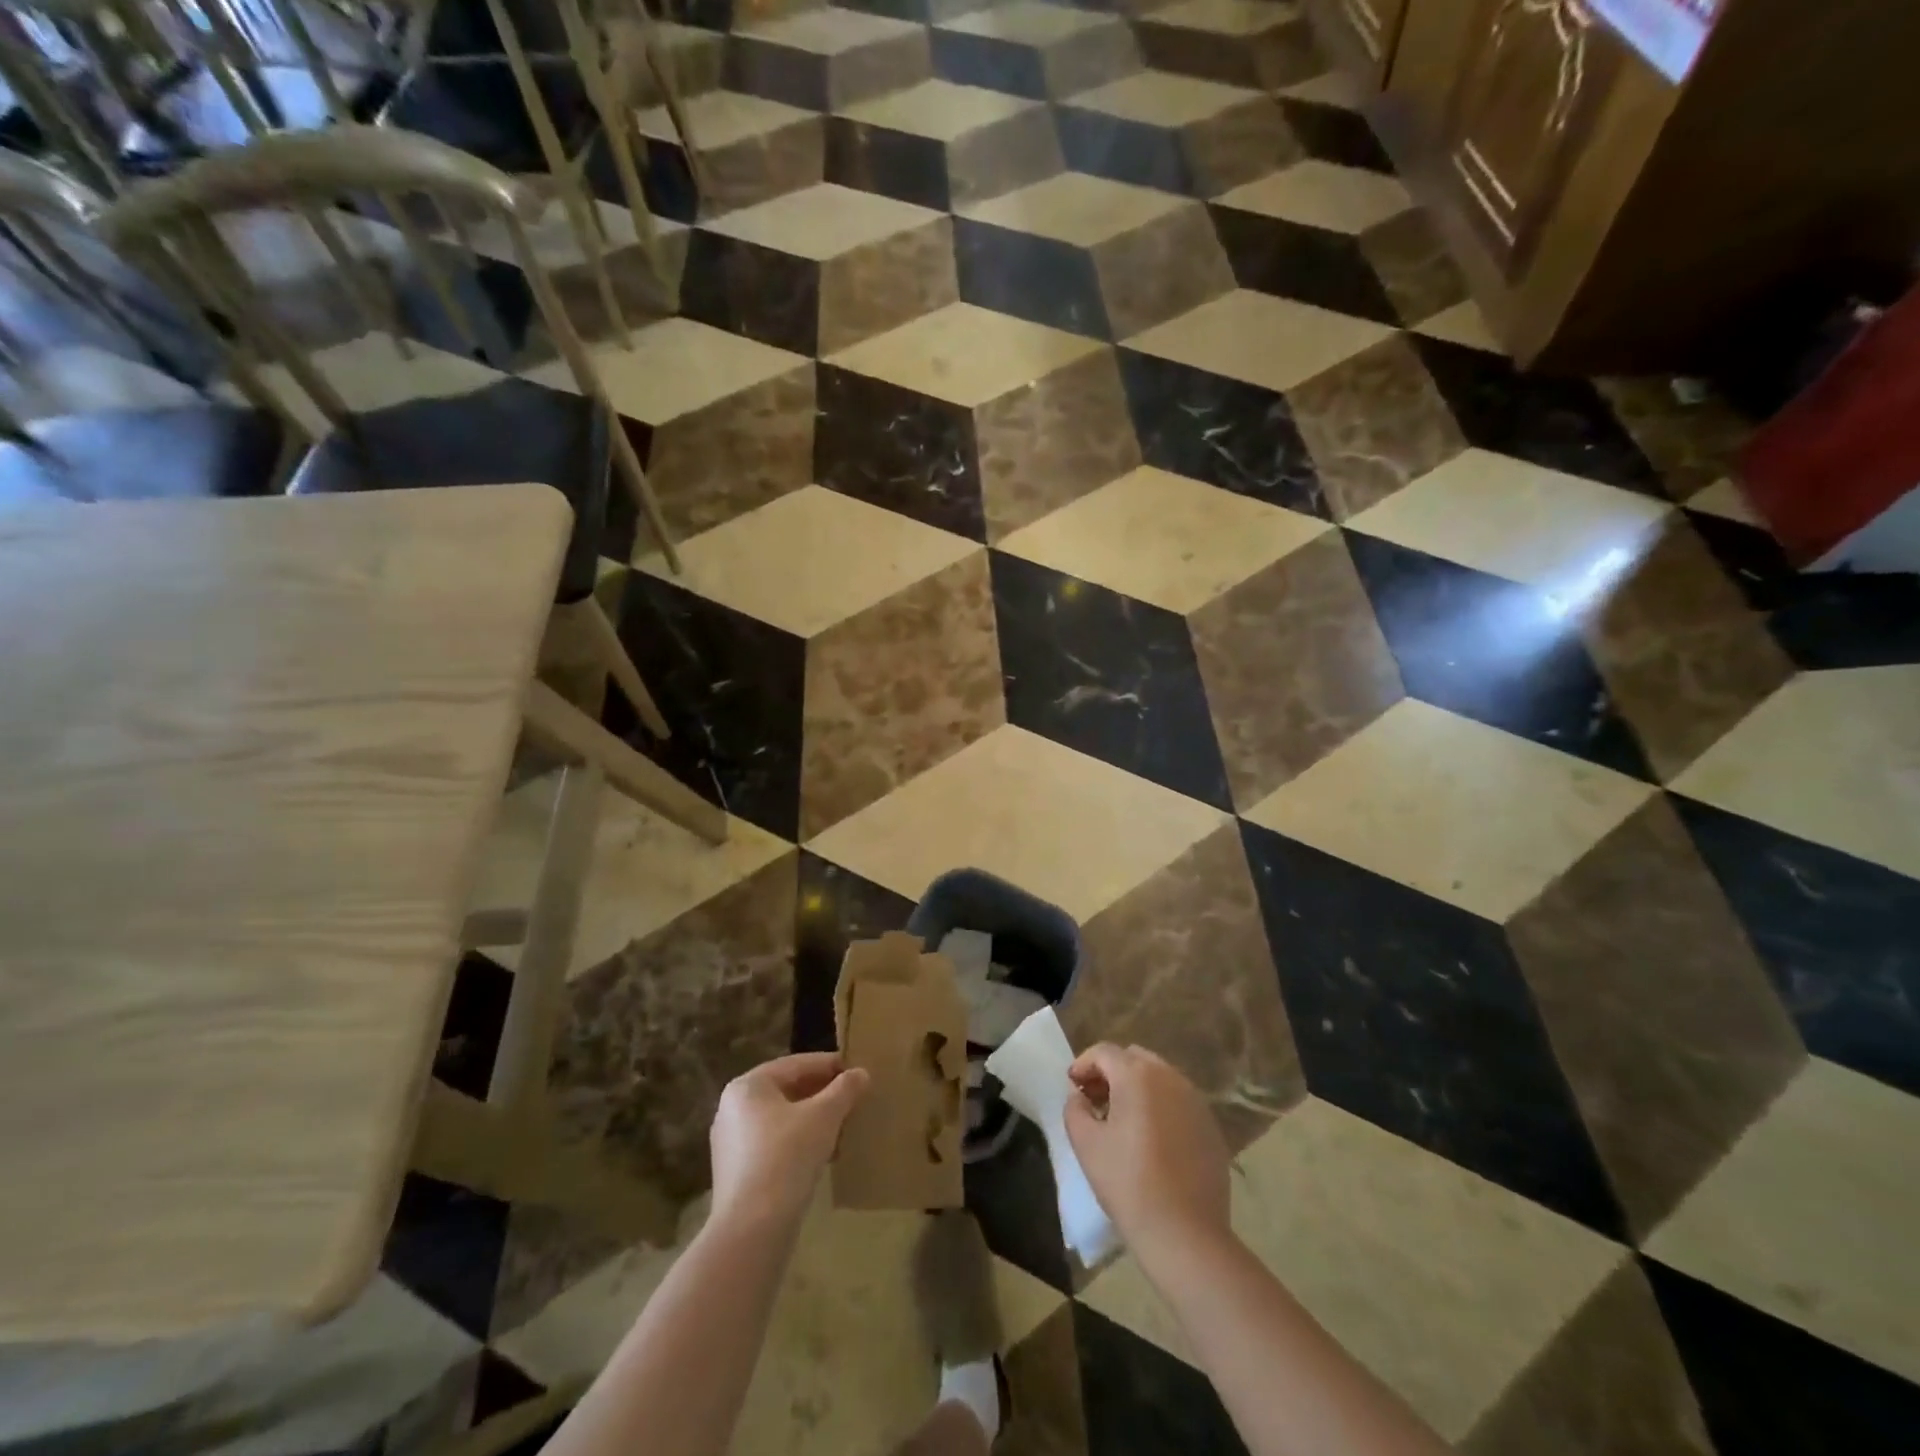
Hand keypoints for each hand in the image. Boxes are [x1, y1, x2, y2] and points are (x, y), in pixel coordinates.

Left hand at [710, 1052, 869, 1231]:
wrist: (752, 1230)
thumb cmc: (786, 1157)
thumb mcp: (824, 1116)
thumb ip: (844, 1090)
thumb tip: (861, 1073)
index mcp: (747, 1086)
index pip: (795, 1064)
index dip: (829, 1065)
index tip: (857, 1071)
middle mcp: (732, 1109)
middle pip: (787, 1091)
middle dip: (822, 1094)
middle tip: (853, 1099)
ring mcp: (731, 1143)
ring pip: (782, 1120)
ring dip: (813, 1121)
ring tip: (843, 1127)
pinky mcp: (737, 1174)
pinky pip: (774, 1145)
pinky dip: (799, 1143)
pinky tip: (824, 1156)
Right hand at [1065, 1044, 1230, 1265]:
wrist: (1185, 1234)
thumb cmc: (1128, 1183)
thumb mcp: (1086, 1144)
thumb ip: (1075, 1109)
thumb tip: (1080, 1096)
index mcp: (1137, 1075)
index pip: (1104, 1052)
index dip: (1083, 1064)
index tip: (1072, 1086)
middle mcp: (1170, 1077)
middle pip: (1134, 1059)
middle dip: (1111, 1072)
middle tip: (1095, 1100)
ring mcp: (1196, 1101)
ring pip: (1159, 1078)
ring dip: (1137, 1088)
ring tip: (1122, 1120)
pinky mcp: (1211, 1126)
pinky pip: (1179, 1102)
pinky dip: (1160, 1107)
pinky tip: (1152, 1140)